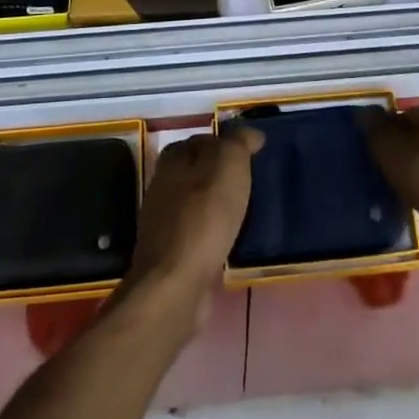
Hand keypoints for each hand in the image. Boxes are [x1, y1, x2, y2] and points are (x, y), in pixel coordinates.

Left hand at [122, 127, 263, 321]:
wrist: (176, 283)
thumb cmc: (204, 216)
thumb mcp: (228, 165)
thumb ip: (238, 142)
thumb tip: (250, 134)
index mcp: (174, 158)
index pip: (204, 139)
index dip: (228, 144)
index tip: (254, 155)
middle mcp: (163, 184)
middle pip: (199, 171)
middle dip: (224, 175)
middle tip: (255, 183)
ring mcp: (164, 221)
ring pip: (199, 202)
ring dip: (220, 205)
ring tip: (249, 212)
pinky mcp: (171, 254)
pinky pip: (199, 232)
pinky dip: (215, 232)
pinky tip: (232, 240)